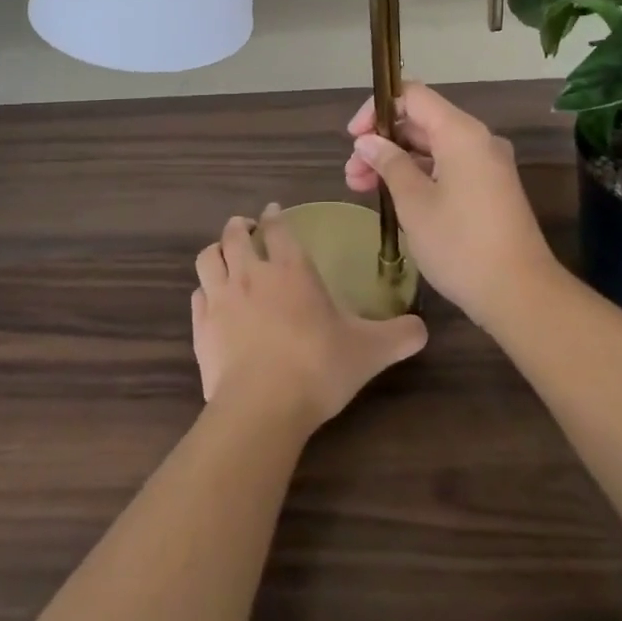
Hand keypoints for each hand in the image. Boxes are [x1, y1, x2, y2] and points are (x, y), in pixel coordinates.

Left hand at [192, 206, 425, 430]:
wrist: (262, 408)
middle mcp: (252, 274)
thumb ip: (399, 336)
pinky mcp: (201, 328)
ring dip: (217, 251)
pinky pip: (197, 296)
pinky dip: (204, 291)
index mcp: (292, 270)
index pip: (278, 228)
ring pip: (209, 258)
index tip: (274, 212)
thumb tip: (424, 329)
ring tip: (225, 256)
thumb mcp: (369, 352)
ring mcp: (221, 299)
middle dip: (241, 226)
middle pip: (235, 234)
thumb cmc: (318, 367)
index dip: (275, 216)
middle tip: (248, 228)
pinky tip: (212, 300)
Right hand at [344, 84, 561, 328]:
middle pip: (422, 122)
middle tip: (351, 173)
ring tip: (361, 188)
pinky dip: (419, 176)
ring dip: (396, 162)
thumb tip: (367, 141)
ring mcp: (486, 165)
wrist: (519, 293)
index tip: (353, 138)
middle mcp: (478, 140)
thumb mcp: (414, 203)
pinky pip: (448, 168)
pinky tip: (393, 198)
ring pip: (432, 148)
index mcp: (461, 133)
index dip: (378, 109)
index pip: (413, 96)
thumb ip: (389, 164)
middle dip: (382, 142)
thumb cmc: (460, 244)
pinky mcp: (489, 189)